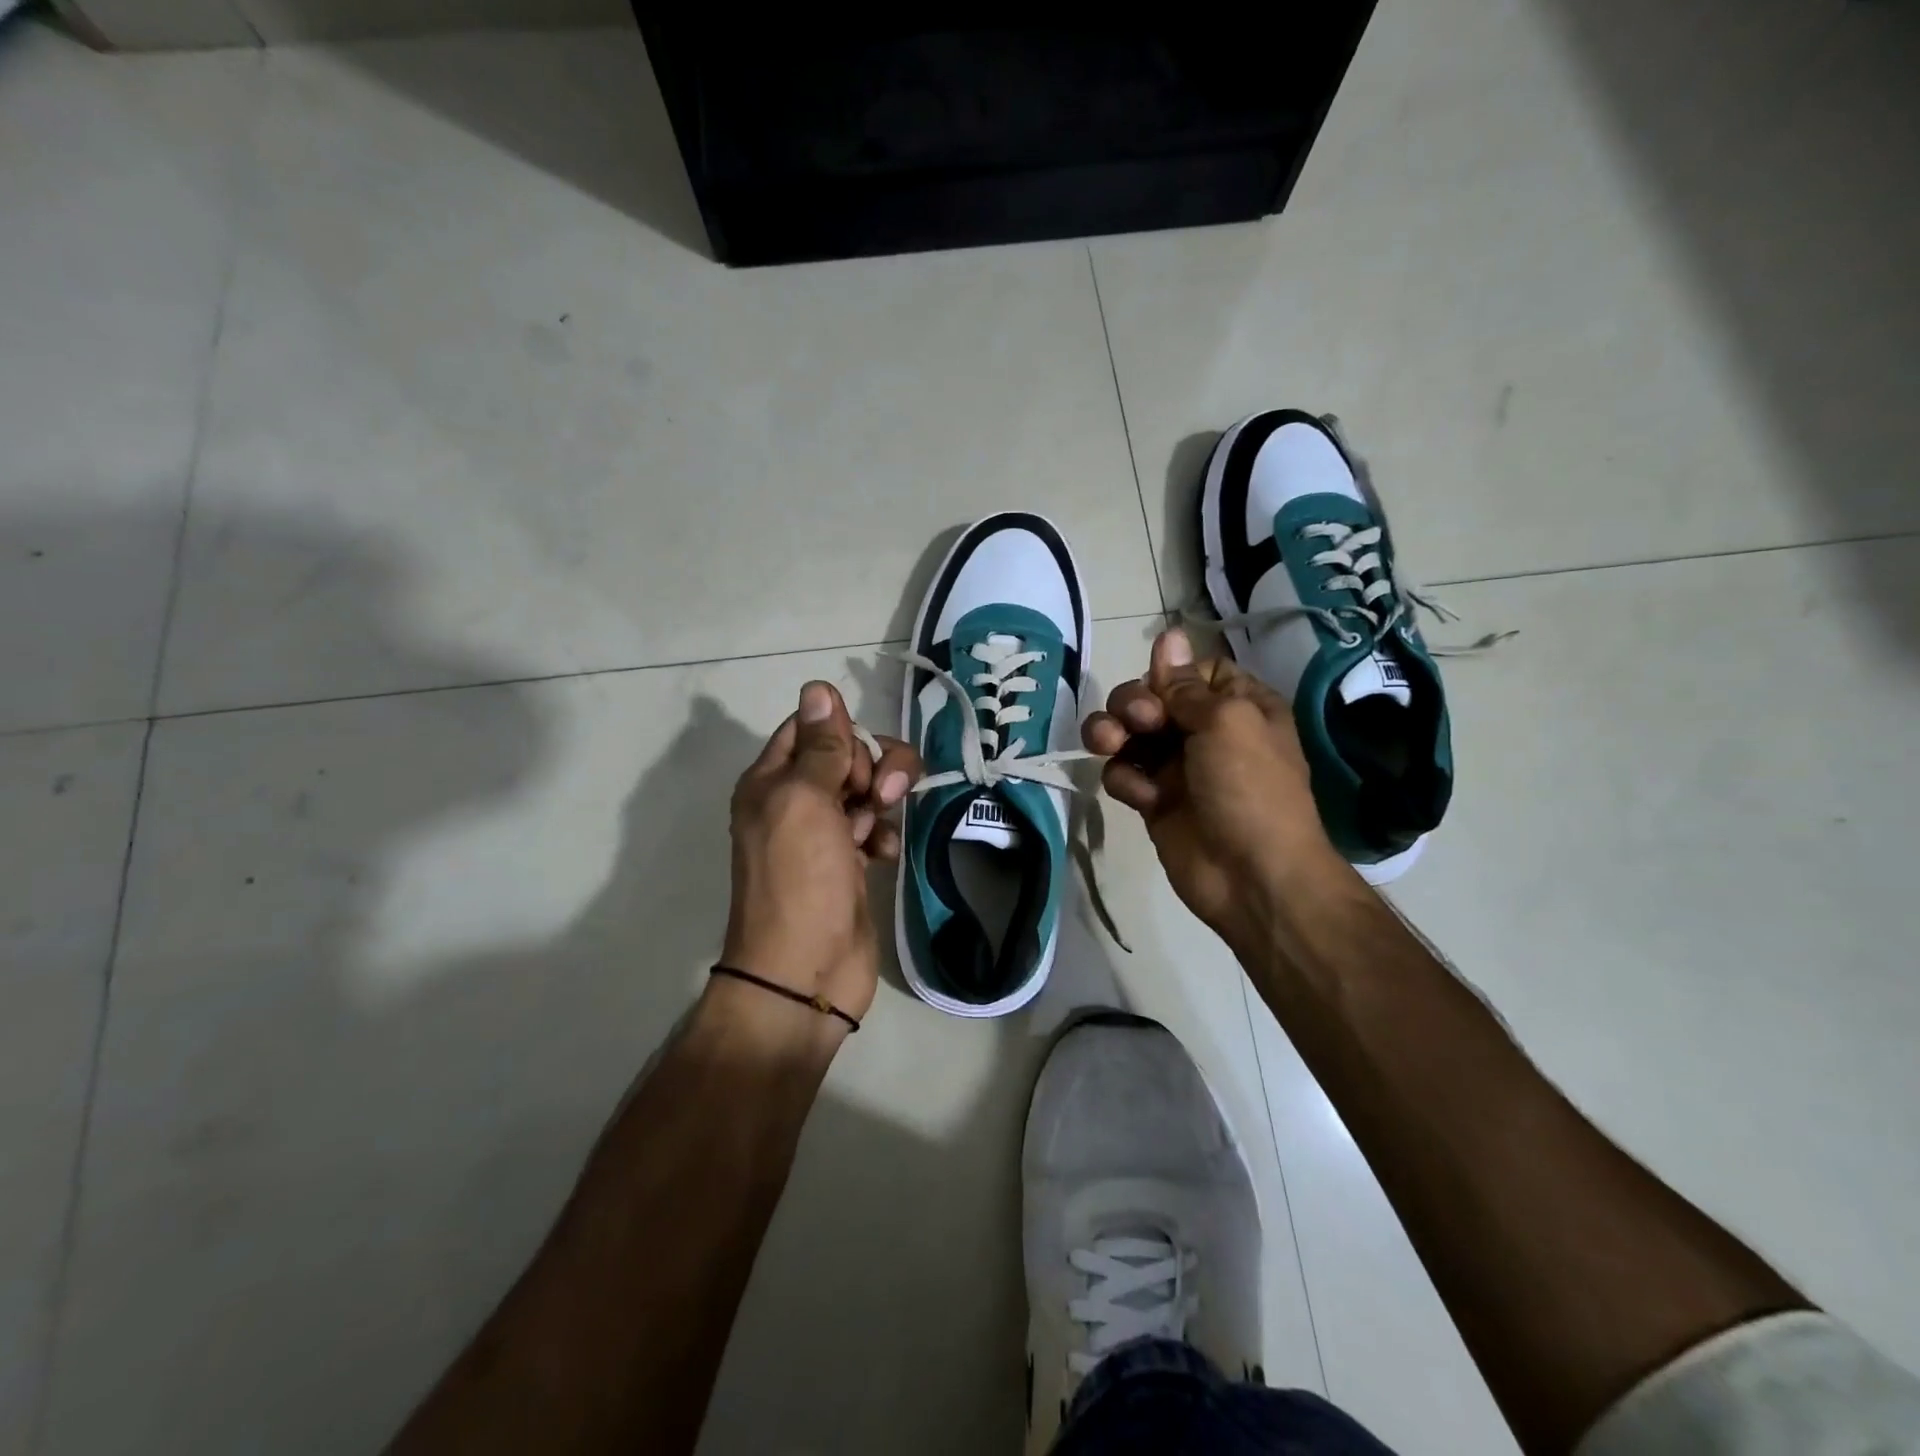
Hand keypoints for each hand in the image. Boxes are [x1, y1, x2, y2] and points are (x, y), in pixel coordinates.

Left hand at [722, 681, 920, 1025]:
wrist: (806, 971)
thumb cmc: (800, 879)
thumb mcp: (805, 801)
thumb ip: (819, 746)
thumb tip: (818, 687)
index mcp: (771, 781)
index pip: (810, 728)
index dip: (841, 734)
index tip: (856, 761)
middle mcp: (794, 802)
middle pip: (845, 755)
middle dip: (872, 767)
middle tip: (880, 797)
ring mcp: (824, 835)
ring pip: (866, 790)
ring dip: (883, 801)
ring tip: (880, 830)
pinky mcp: (850, 863)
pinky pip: (876, 829)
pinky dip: (884, 836)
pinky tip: (885, 856)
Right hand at [1082, 628, 1347, 951]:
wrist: (1252, 876)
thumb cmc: (1250, 789)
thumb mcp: (1227, 722)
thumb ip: (1187, 683)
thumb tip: (1168, 634)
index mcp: (1237, 706)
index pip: (1191, 671)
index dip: (1168, 676)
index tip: (1161, 692)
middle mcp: (1205, 731)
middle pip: (1150, 698)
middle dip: (1133, 705)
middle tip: (1140, 724)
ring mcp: (1177, 766)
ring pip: (1128, 734)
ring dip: (1112, 735)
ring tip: (1109, 747)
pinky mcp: (1154, 800)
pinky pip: (1124, 774)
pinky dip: (1125, 781)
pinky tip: (1143, 798)